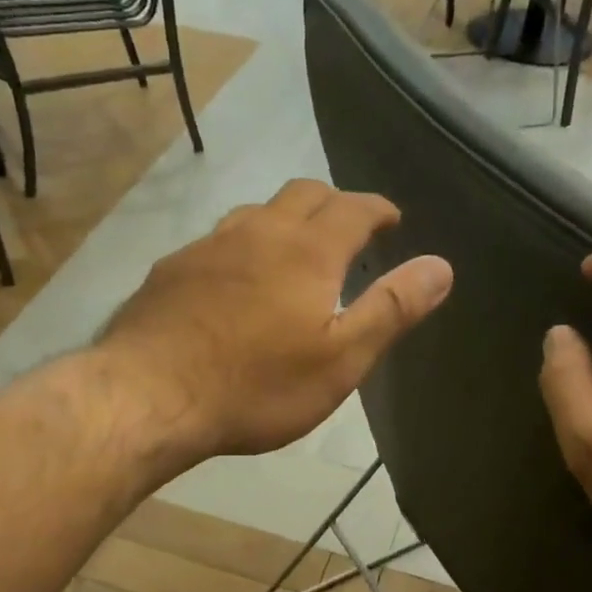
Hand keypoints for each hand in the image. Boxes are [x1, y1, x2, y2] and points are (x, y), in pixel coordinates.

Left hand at [97, 180, 453, 461]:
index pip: (353, 208)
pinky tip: (236, 280)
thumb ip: (390, 309)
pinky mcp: (171, 269)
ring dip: (285, 221)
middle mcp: (257, 232)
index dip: (377, 209)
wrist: (150, 396)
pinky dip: (243, 247)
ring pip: (256, 212)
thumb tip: (441, 266)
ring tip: (295, 251)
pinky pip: (218, 242)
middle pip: (303, 194)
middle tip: (349, 230)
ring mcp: (207, 247)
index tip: (391, 219)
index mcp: (306, 251)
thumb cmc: (256, 386)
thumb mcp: (339, 360)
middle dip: (334, 204)